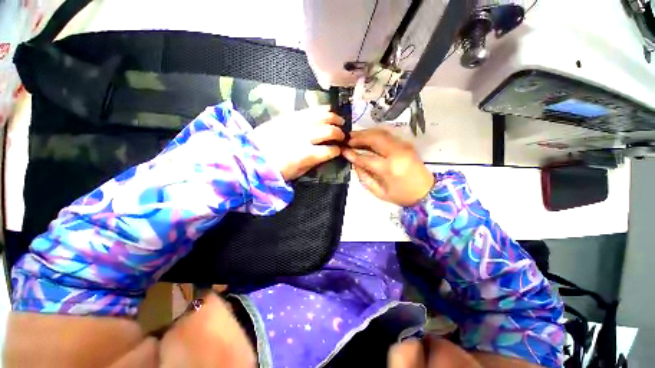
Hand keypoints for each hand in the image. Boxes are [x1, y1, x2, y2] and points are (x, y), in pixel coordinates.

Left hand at [248, 107, 344, 180]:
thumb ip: (314, 162)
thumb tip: (325, 154)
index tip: (339, 150)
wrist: (251, 156)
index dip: (337, 150)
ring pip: (322, 116)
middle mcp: (305, 137)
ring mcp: (297, 124)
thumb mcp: (298, 172)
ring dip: (334, 118)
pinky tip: (328, 111)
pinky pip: (310, 110)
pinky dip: (322, 110)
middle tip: (342, 136)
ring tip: (339, 121)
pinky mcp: (289, 116)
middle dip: (339, 133)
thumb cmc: (276, 170)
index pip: (330, 150)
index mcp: (307, 155)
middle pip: (329, 131)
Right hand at [342, 129, 433, 206]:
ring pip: (381, 133)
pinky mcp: (406, 143)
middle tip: (346, 139)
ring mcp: (403, 146)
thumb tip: (354, 163)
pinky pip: (387, 134)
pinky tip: (367, 137)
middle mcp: (397, 153)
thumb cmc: (402, 196)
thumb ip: (364, 177)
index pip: (366, 158)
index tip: (342, 150)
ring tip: (354, 136)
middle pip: (374, 138)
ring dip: (366, 133)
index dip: (352, 154)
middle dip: (358, 137)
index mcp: (390, 169)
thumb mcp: (379, 192)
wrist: (427, 191)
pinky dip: (375, 133)